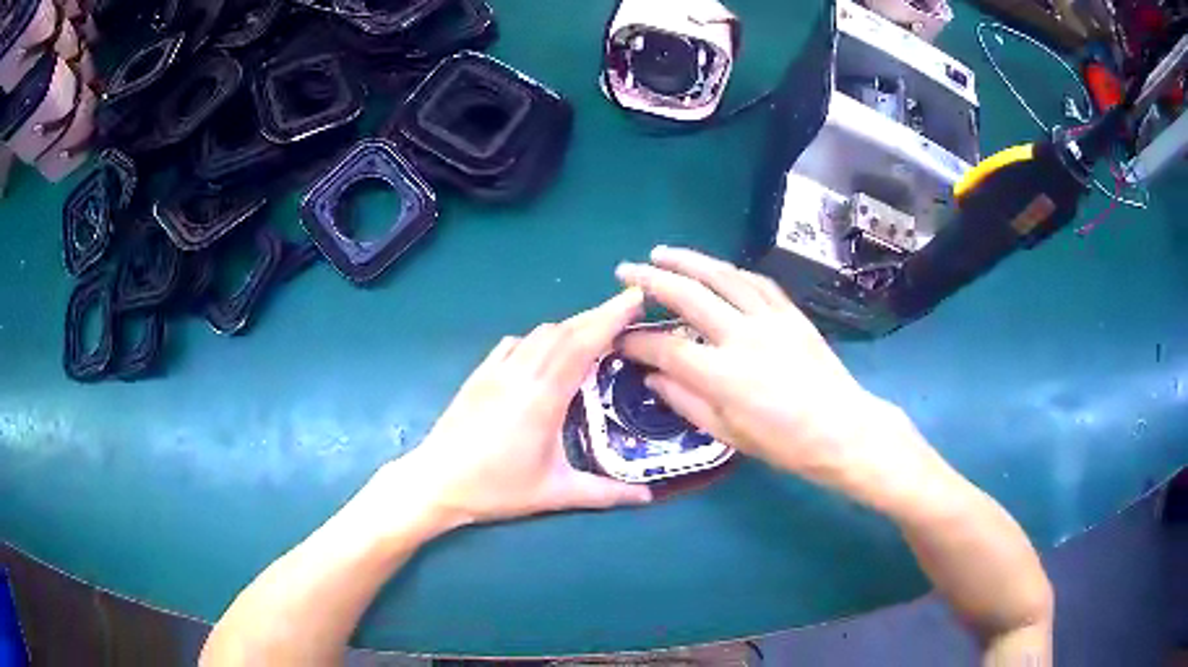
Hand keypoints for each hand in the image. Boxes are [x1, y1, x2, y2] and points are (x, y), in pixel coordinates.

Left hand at [377, 289, 652, 531]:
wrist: (436, 481)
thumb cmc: (496, 489)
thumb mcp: (555, 494)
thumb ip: (606, 493)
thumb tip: (648, 498)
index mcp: (544, 397)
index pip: (583, 343)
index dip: (611, 317)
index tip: (636, 298)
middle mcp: (521, 373)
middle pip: (565, 330)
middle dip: (598, 315)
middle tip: (628, 309)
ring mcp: (496, 370)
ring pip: (539, 333)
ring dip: (570, 326)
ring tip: (594, 333)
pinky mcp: (480, 374)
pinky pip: (515, 343)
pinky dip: (539, 339)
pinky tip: (544, 353)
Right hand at [616, 246, 942, 507]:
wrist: (842, 429)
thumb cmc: (784, 442)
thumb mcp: (727, 433)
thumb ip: (685, 401)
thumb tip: (652, 378)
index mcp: (723, 374)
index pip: (666, 347)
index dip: (636, 341)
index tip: (619, 338)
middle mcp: (743, 336)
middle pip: (688, 296)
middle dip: (650, 280)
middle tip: (625, 270)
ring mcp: (770, 319)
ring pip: (722, 277)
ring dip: (688, 261)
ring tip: (662, 253)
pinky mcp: (791, 314)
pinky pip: (757, 282)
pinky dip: (731, 272)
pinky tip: (716, 269)